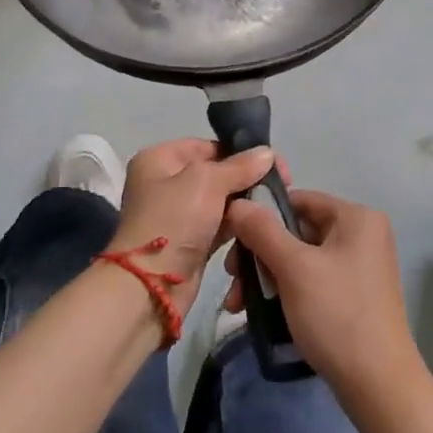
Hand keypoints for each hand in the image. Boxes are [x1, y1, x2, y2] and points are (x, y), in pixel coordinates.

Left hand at [110, 139, 274, 316]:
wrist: (151, 286)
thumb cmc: (174, 220)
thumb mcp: (207, 182)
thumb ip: (239, 166)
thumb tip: (268, 152)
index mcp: (159, 159)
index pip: (206, 146)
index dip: (239, 152)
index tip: (274, 162)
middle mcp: (165, 183)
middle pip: (214, 173)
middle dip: (245, 179)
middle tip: (281, 185)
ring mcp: (177, 214)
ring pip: (219, 201)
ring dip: (244, 204)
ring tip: (275, 205)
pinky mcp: (189, 241)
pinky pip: (219, 225)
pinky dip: (237, 225)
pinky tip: (261, 225)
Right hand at [224, 189, 423, 407]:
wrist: (379, 387)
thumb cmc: (337, 315)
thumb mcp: (294, 268)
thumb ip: (262, 231)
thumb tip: (236, 204)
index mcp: (356, 217)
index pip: (298, 200)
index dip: (261, 216)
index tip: (232, 242)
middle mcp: (362, 234)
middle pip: (296, 231)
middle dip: (259, 256)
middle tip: (233, 282)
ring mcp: (360, 267)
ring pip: (300, 259)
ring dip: (267, 277)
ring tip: (239, 305)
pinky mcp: (355, 295)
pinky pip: (312, 280)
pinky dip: (287, 291)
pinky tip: (262, 313)